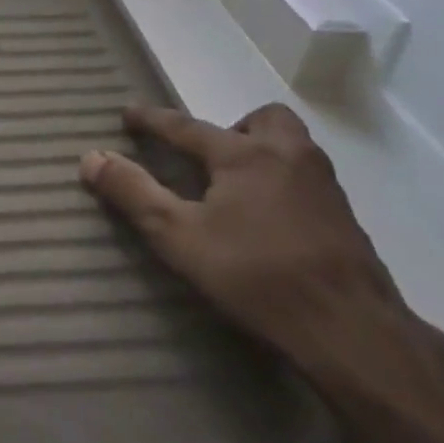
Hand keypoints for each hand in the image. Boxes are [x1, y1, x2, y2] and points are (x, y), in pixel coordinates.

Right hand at [80, 104, 400, 365]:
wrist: (352, 328)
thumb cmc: (256, 275)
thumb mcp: (178, 235)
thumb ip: (133, 192)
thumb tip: (91, 157)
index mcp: (245, 154)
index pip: (187, 127)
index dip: (153, 120)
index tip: (128, 114)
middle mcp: (288, 155)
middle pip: (262, 120)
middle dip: (231, 128)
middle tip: (209, 158)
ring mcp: (324, 184)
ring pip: (291, 145)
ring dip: (261, 151)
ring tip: (236, 186)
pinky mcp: (345, 217)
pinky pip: (307, 177)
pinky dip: (282, 180)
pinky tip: (270, 218)